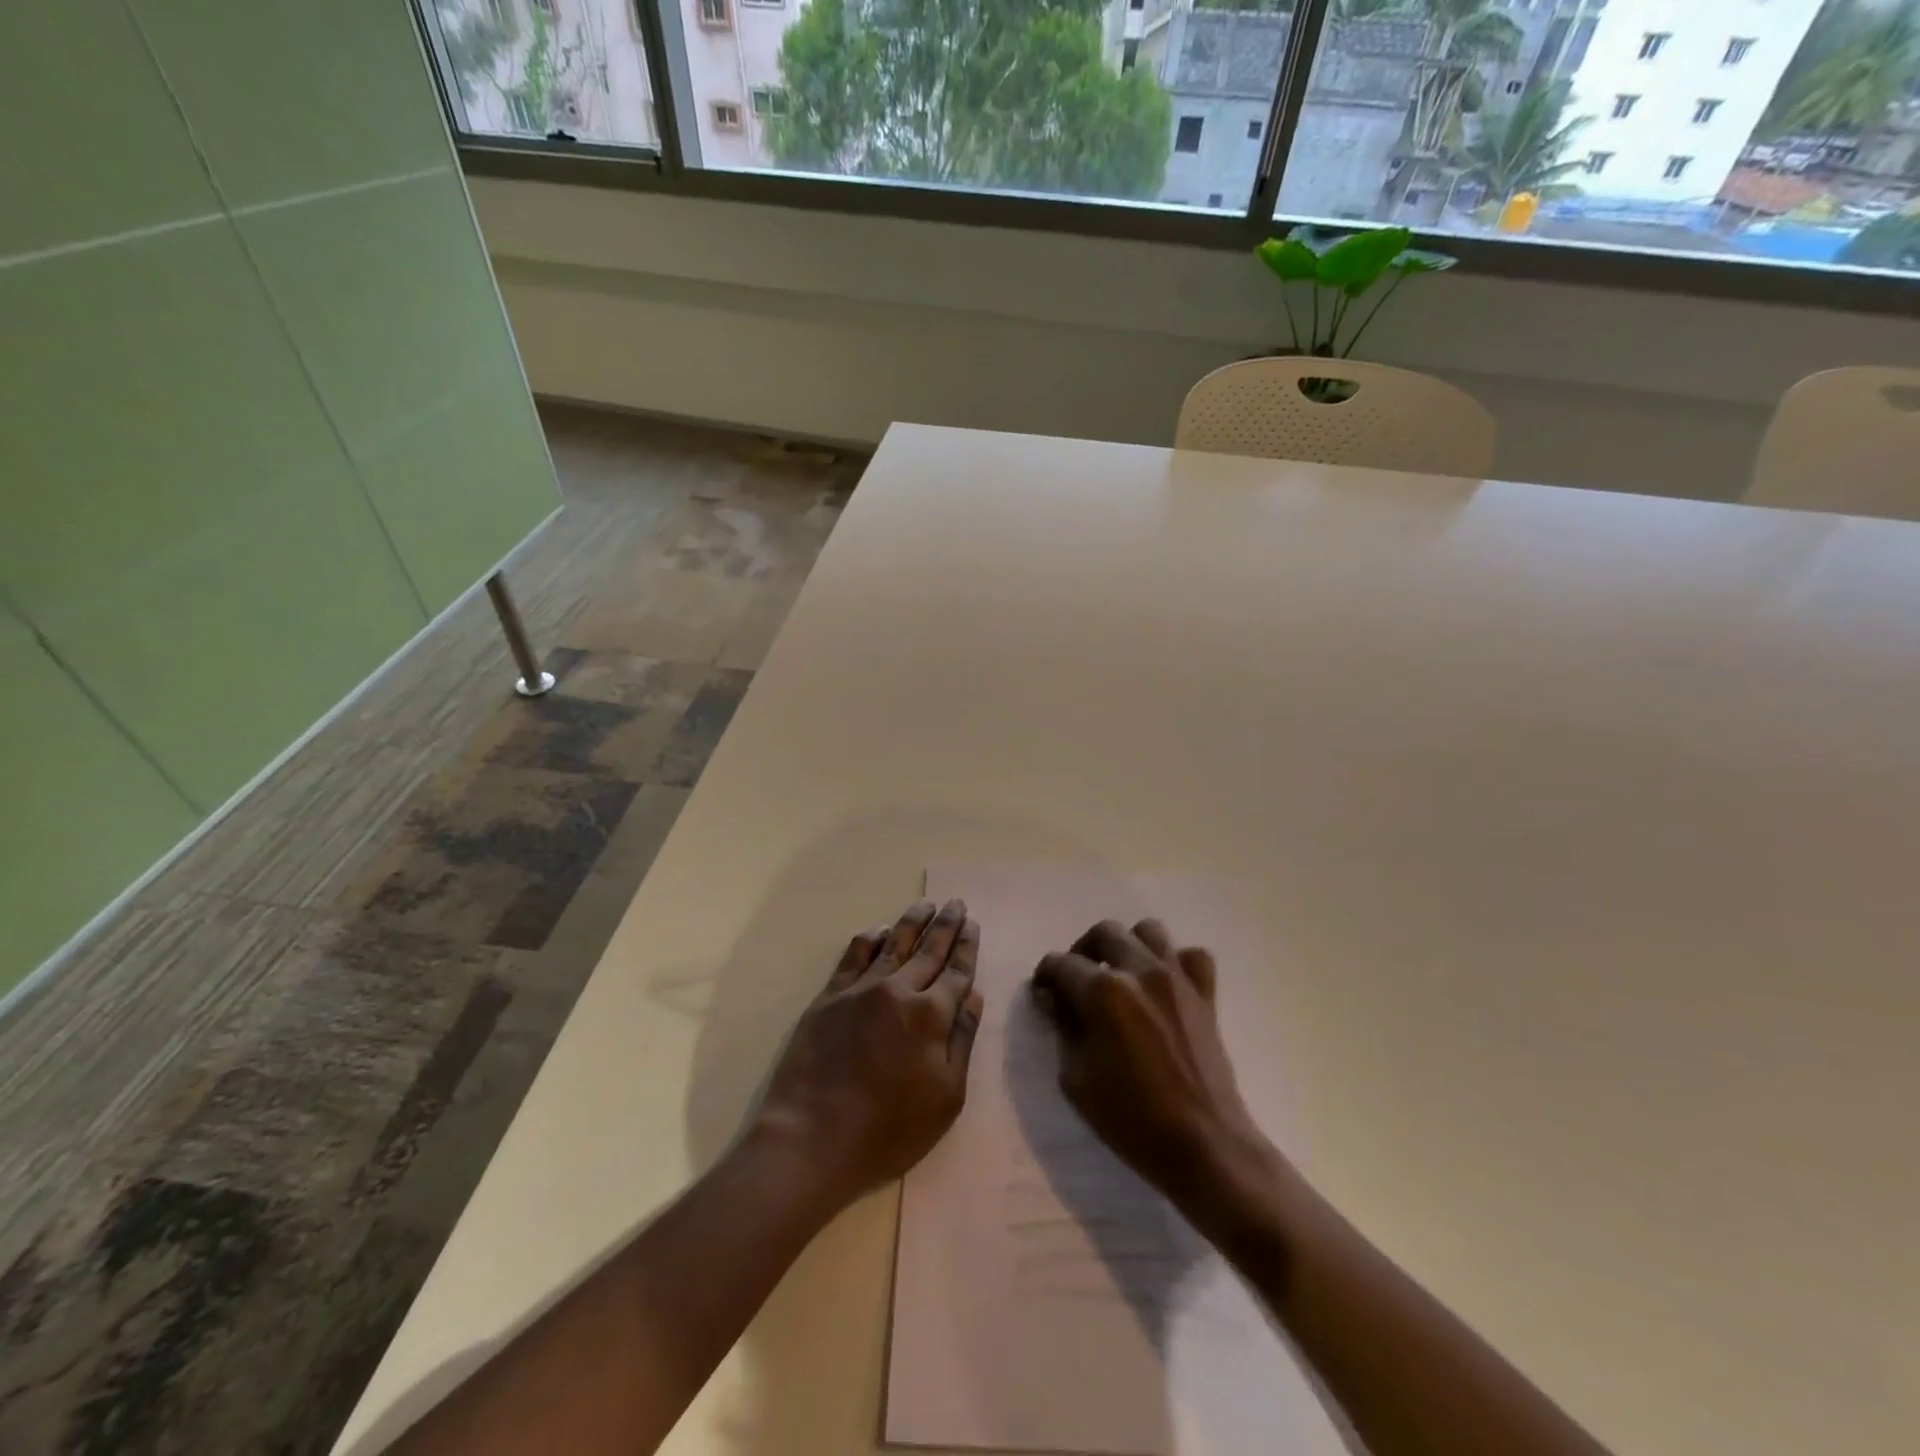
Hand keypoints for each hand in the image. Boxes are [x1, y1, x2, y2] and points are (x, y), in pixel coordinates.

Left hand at [753, 900, 983, 1209]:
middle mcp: (898, 990)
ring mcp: (861, 989)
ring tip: (926, 904)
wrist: (812, 1139)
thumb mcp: (946, 1097)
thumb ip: (961, 1040)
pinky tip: (881, 929)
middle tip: (956, 903)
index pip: (956, 971)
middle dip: (946, 925)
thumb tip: (973, 995)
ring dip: (913, 921)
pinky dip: (872, 937)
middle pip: (928, 949)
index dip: (967, 947)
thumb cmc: (889, 1130)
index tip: (973, 924)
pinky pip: (854, 954)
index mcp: (931, 1015)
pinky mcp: (830, 996)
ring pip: (894, 943)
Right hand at [1030, 918, 1268, 1223]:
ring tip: (1120, 974)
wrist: (1204, 1145)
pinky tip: (1164, 985)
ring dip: (1128, 946)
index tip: (1043, 992)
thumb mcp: (1076, 1078)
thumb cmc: (1131, 1119)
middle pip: (1104, 932)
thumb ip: (1063, 1027)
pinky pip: (1191, 957)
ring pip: (1149, 932)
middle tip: (1077, 980)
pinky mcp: (1205, 995)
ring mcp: (1177, 979)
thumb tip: (1054, 998)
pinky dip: (1175, 963)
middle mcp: (1140, 971)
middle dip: (1083, 950)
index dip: (1046, 975)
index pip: (1062, 964)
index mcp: (1103, 992)